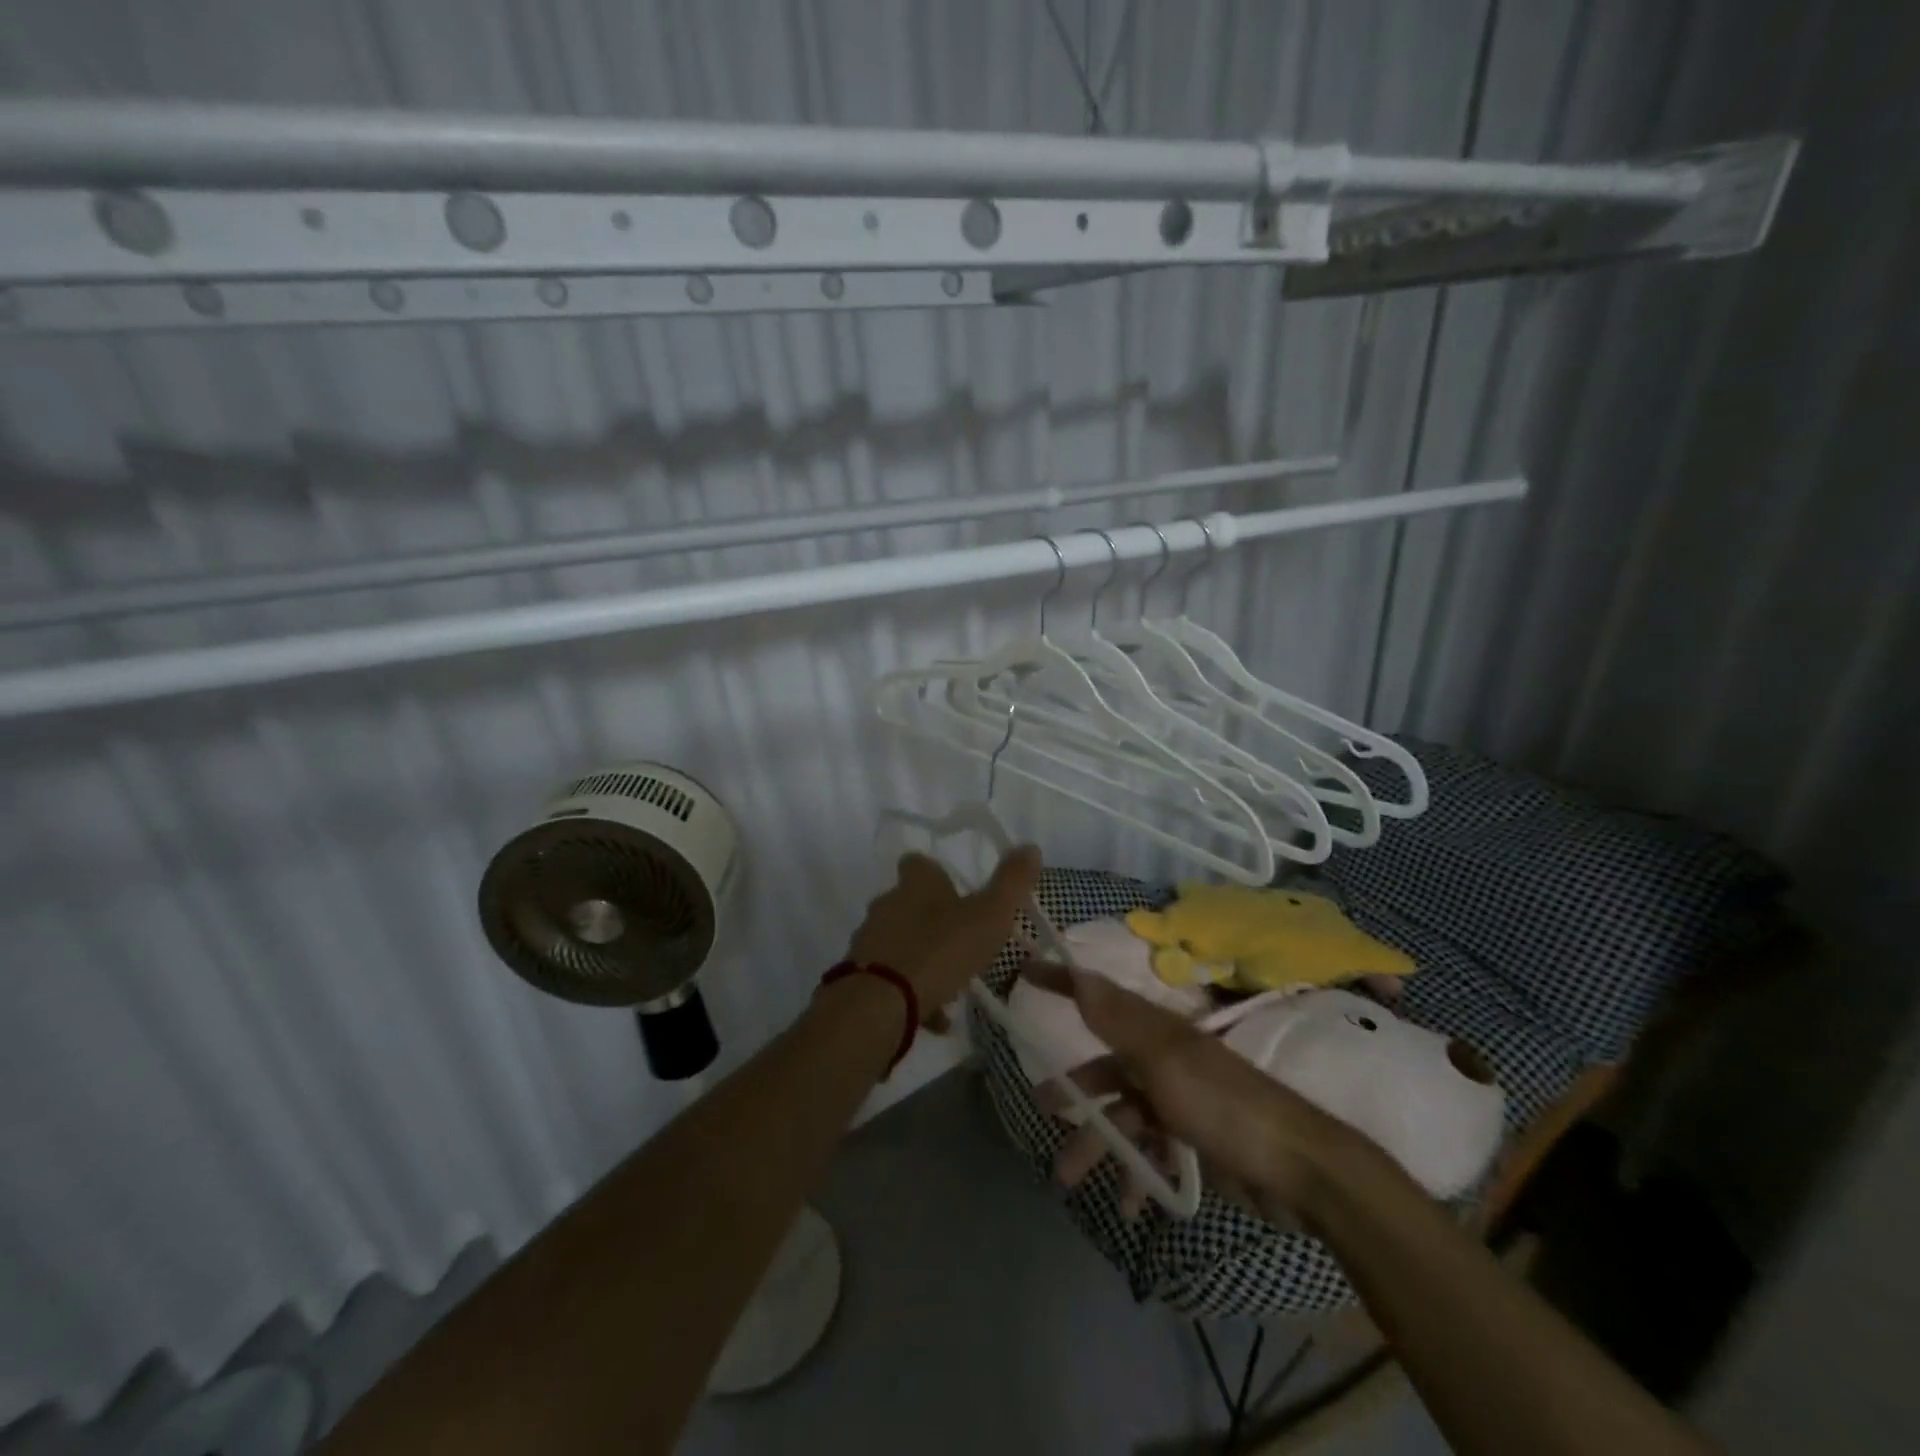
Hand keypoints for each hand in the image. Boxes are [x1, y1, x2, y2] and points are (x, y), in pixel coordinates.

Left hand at [847, 847, 1041, 1020]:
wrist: (882, 1003)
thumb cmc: (940, 950)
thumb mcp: (989, 915)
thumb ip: (1011, 882)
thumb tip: (1030, 847)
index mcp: (915, 883)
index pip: (919, 863)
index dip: (936, 873)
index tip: (955, 890)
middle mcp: (887, 903)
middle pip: (908, 902)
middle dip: (931, 918)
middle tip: (960, 940)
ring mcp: (870, 939)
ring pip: (900, 941)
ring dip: (922, 956)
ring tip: (951, 982)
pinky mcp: (861, 974)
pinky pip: (892, 978)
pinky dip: (912, 991)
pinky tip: (936, 1016)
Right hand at [1023, 963, 1355, 1224]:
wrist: (1298, 1170)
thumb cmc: (1223, 1106)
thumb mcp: (1163, 1060)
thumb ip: (1117, 1021)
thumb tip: (1077, 971)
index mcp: (1155, 1031)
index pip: (1098, 997)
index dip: (1061, 982)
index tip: (1025, 971)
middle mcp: (1162, 1058)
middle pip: (1106, 1067)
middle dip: (1075, 1090)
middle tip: (1043, 1109)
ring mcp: (1178, 1099)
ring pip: (1123, 1116)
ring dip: (1099, 1145)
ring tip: (1069, 1179)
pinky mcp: (1194, 1137)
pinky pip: (1152, 1151)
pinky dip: (1137, 1174)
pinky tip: (1131, 1205)